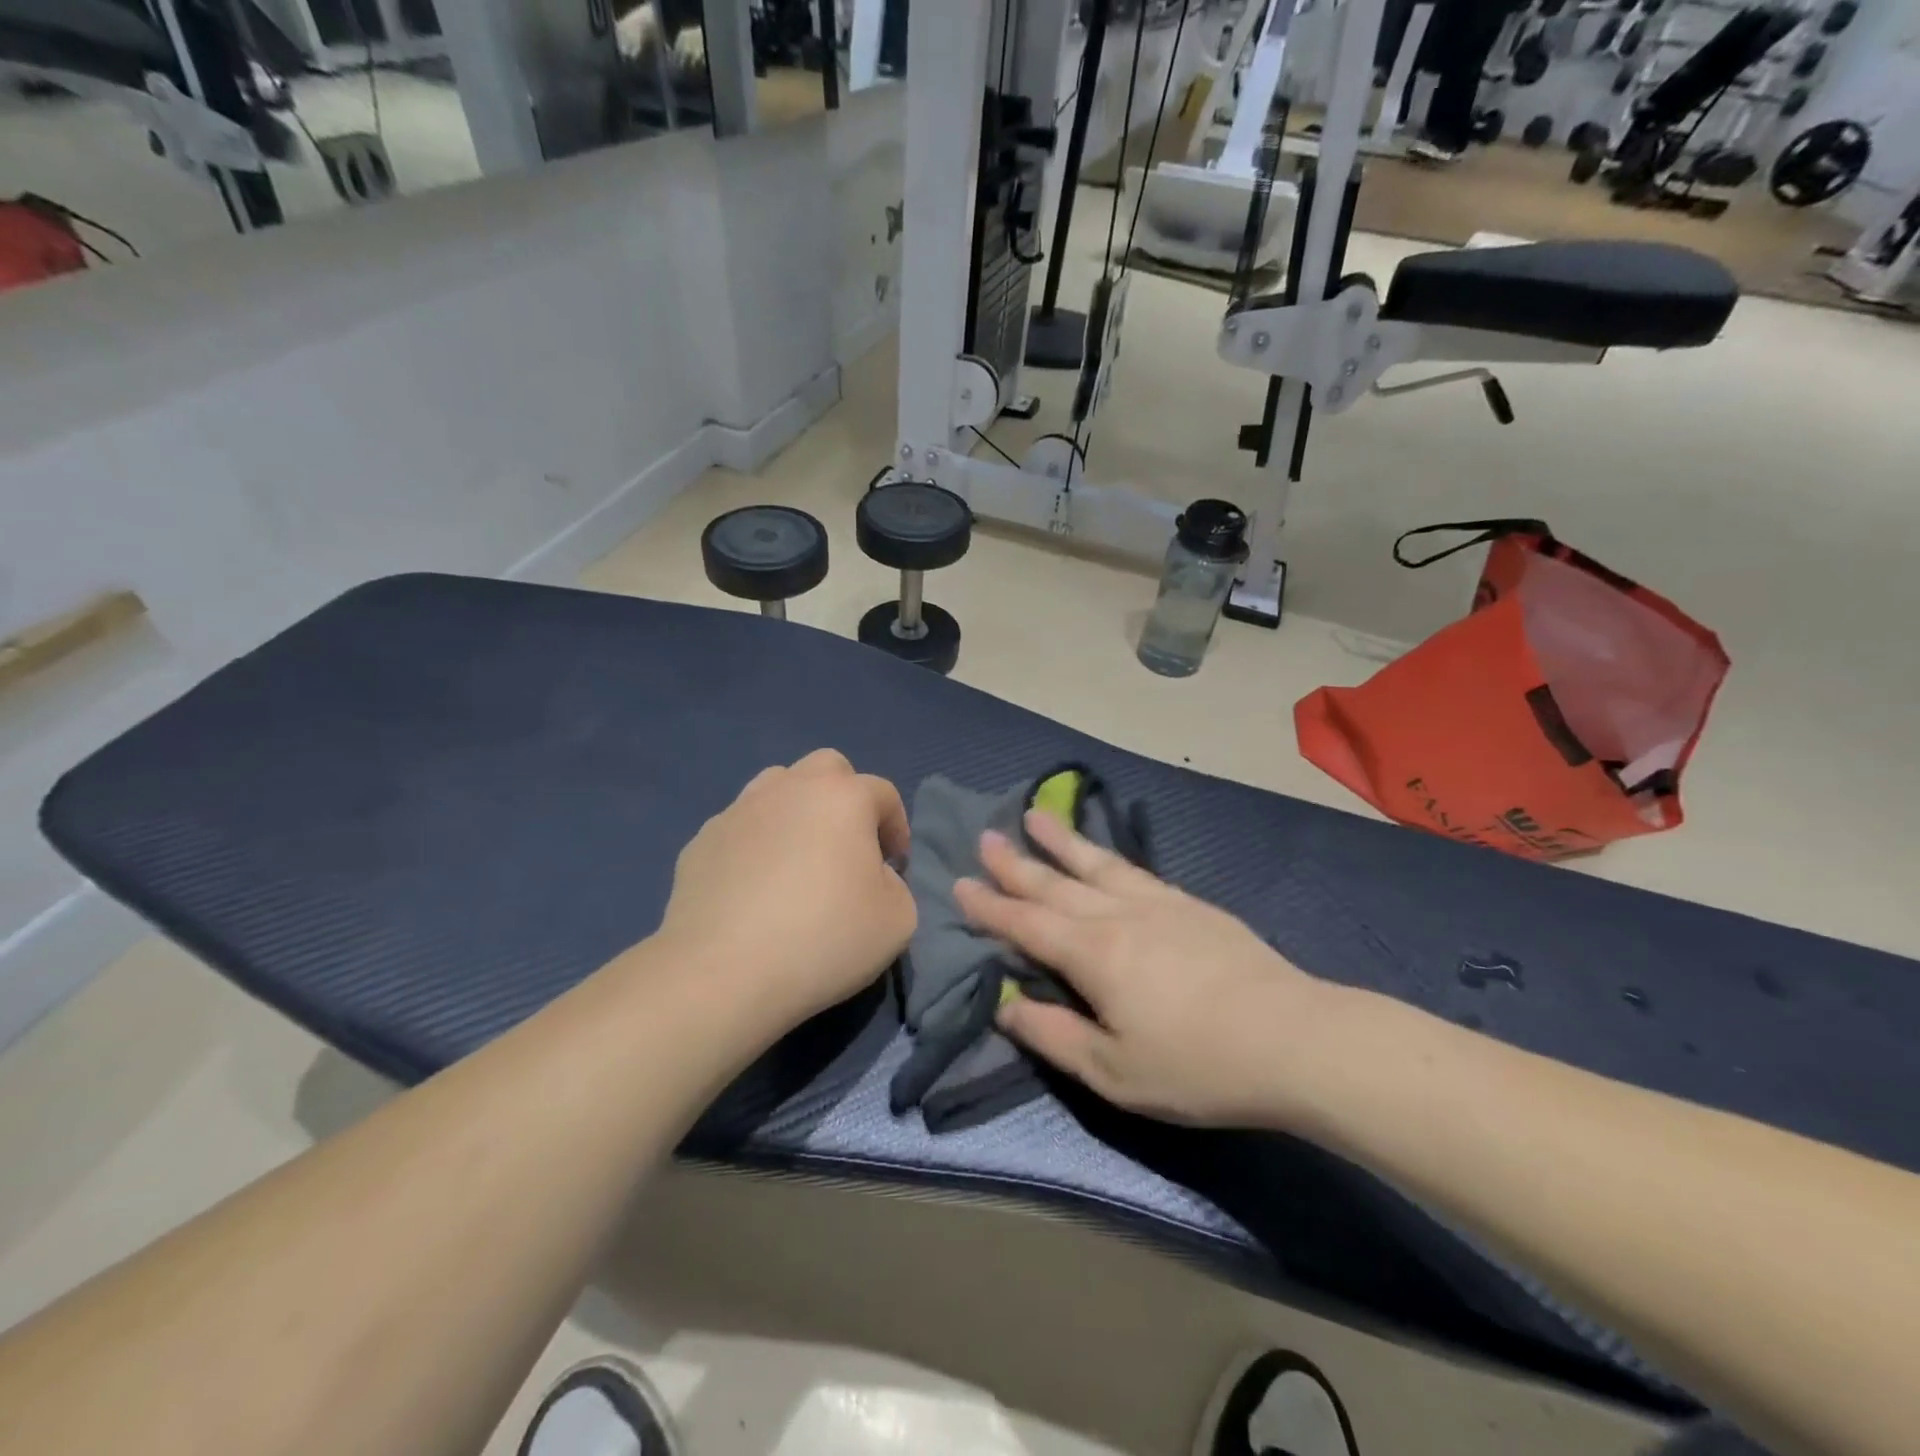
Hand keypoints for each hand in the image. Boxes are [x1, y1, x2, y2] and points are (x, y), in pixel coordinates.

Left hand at [659, 750, 915, 1032]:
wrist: (723, 972)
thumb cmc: (824, 939)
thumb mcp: (898, 920)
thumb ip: (896, 884)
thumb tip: (871, 875)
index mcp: (842, 797)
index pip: (883, 793)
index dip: (897, 827)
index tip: (894, 866)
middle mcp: (790, 788)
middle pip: (827, 768)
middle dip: (845, 797)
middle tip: (848, 844)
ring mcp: (738, 810)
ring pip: (776, 787)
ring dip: (797, 810)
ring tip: (798, 857)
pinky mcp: (701, 841)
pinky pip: (740, 828)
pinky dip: (755, 844)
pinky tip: (754, 888)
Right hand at [955, 811, 1323, 1127]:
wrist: (1294, 1039)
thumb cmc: (1197, 1065)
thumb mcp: (1113, 1071)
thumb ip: (1052, 1035)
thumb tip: (1004, 1002)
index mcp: (1093, 954)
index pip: (1027, 923)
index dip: (990, 906)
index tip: (960, 883)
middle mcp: (1118, 915)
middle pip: (1055, 883)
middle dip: (1016, 863)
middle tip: (986, 837)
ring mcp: (1158, 903)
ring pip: (1096, 863)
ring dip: (1061, 840)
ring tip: (1034, 815)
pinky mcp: (1191, 905)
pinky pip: (1135, 869)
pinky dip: (1108, 855)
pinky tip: (1104, 854)